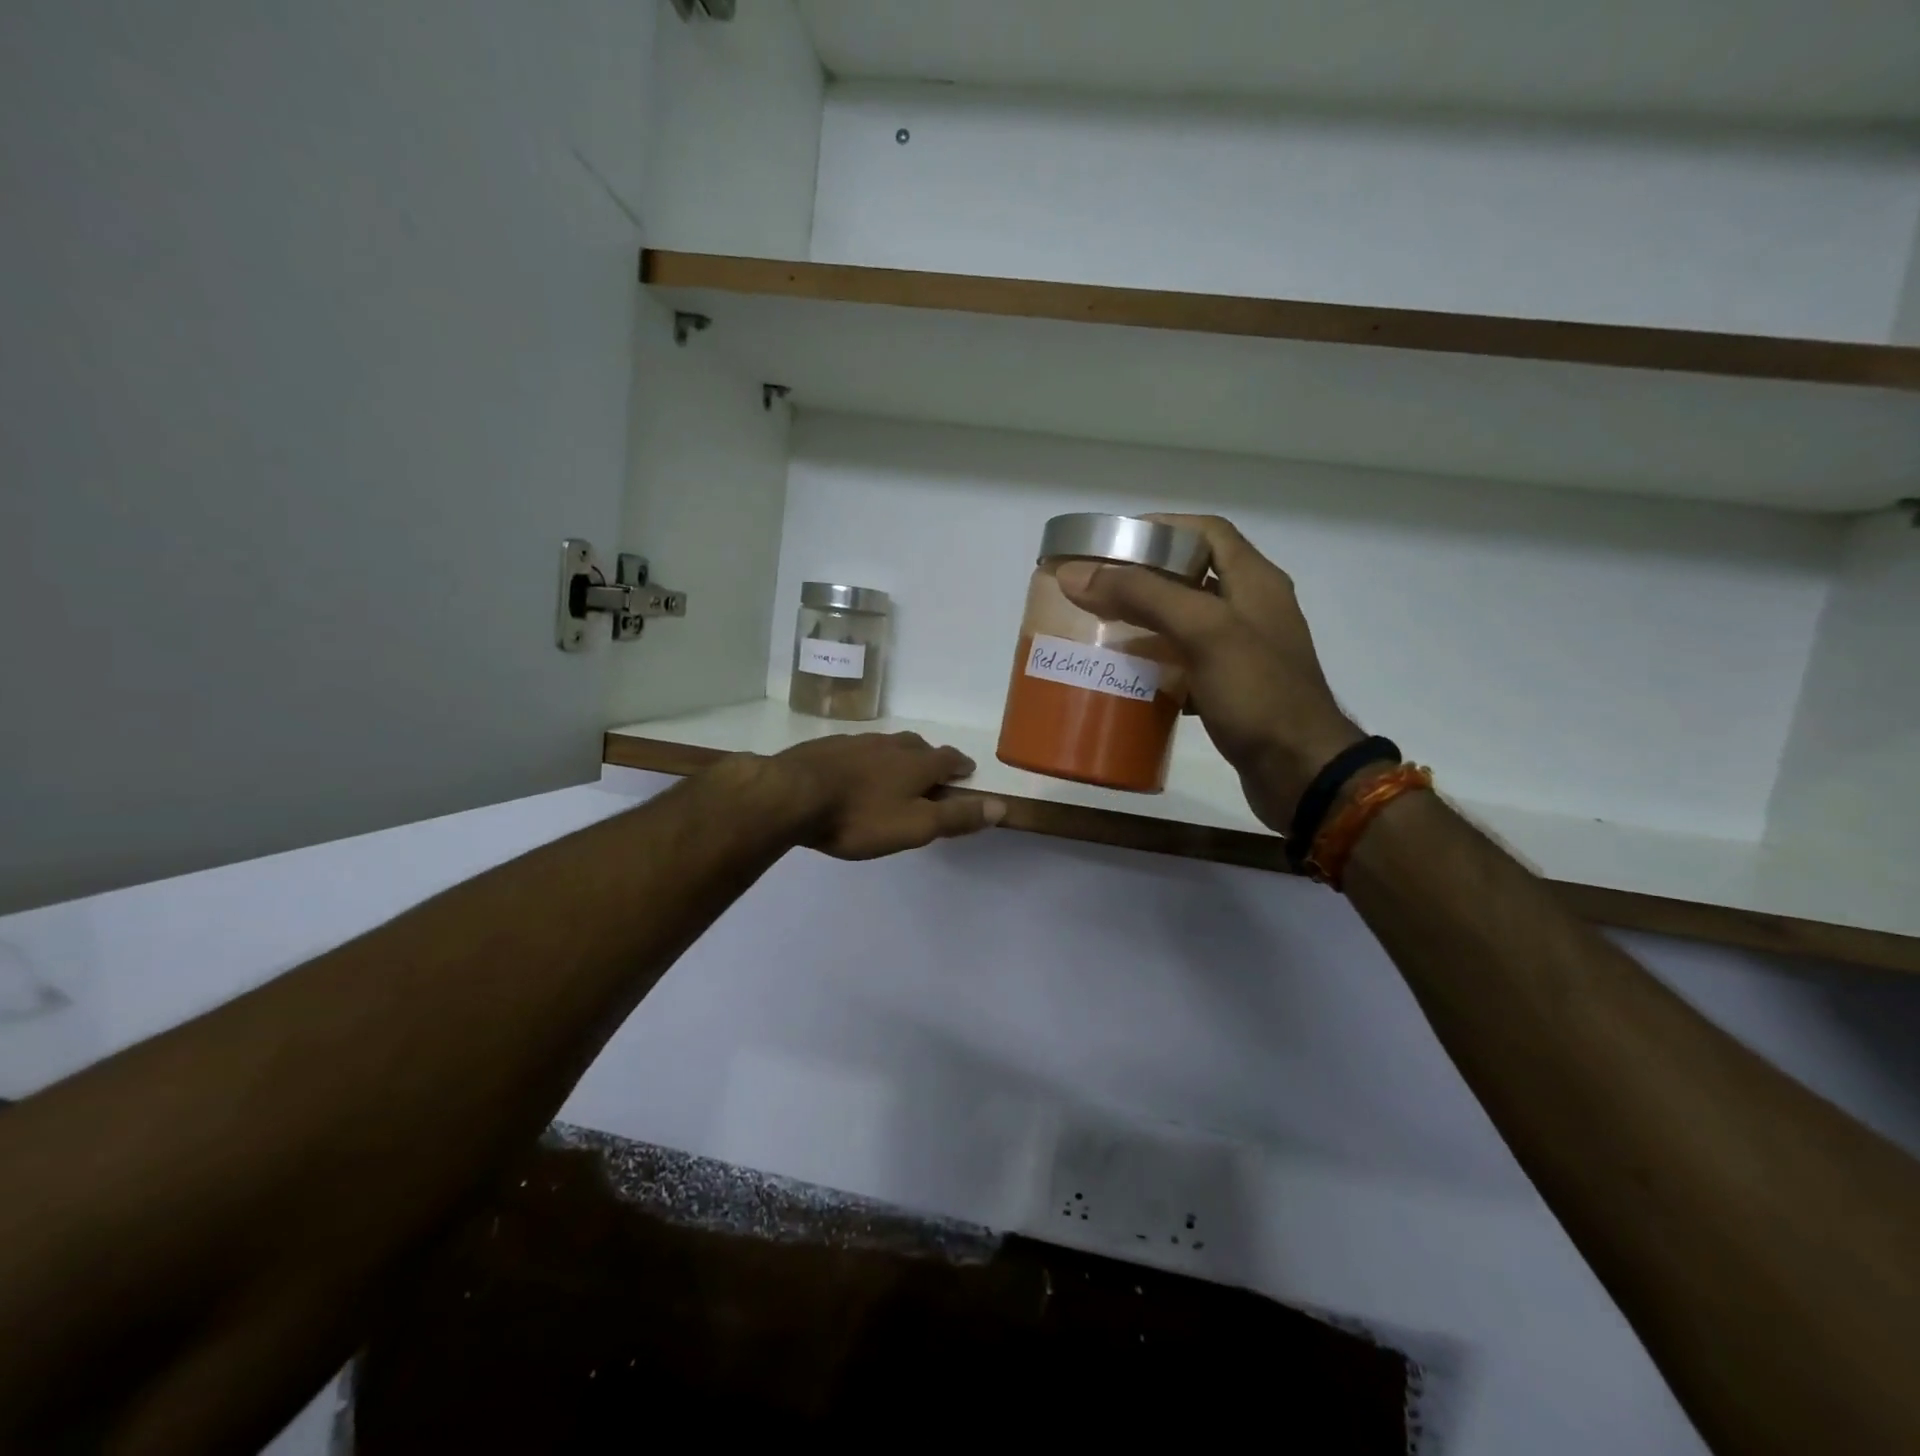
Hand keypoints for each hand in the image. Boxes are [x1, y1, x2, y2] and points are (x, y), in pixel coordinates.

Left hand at [767, 732, 1007, 860]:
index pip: (948, 758)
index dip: (960, 765)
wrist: (791, 795)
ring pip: (886, 745)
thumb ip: (956, 817)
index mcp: (915, 763)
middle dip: (930, 757)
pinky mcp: (826, 747)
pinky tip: (855, 771)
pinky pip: (856, 749)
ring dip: (898, 755)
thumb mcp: (915, 827)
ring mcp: (855, 742)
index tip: (967, 771)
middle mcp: (889, 745)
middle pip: (918, 746)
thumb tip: (1000, 806)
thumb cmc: (859, 817)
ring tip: (896, 770)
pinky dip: (866, 758)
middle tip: (933, 770)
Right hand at [1056, 515, 1361, 831]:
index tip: (1112, 542)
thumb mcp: (1203, 631)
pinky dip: (1159, 663)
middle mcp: (1252, 609)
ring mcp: (1245, 651)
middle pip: (1192, 576)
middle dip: (1144, 578)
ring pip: (1187, 622)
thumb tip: (1076, 573)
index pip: (1207, 532)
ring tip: (1103, 629)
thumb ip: (1143, 596)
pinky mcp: (1235, 689)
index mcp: (1254, 581)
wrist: (1302, 772)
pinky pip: (1189, 663)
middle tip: (1097, 588)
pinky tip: (1132, 676)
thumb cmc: (1258, 693)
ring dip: (1147, 622)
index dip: (1160, 528)